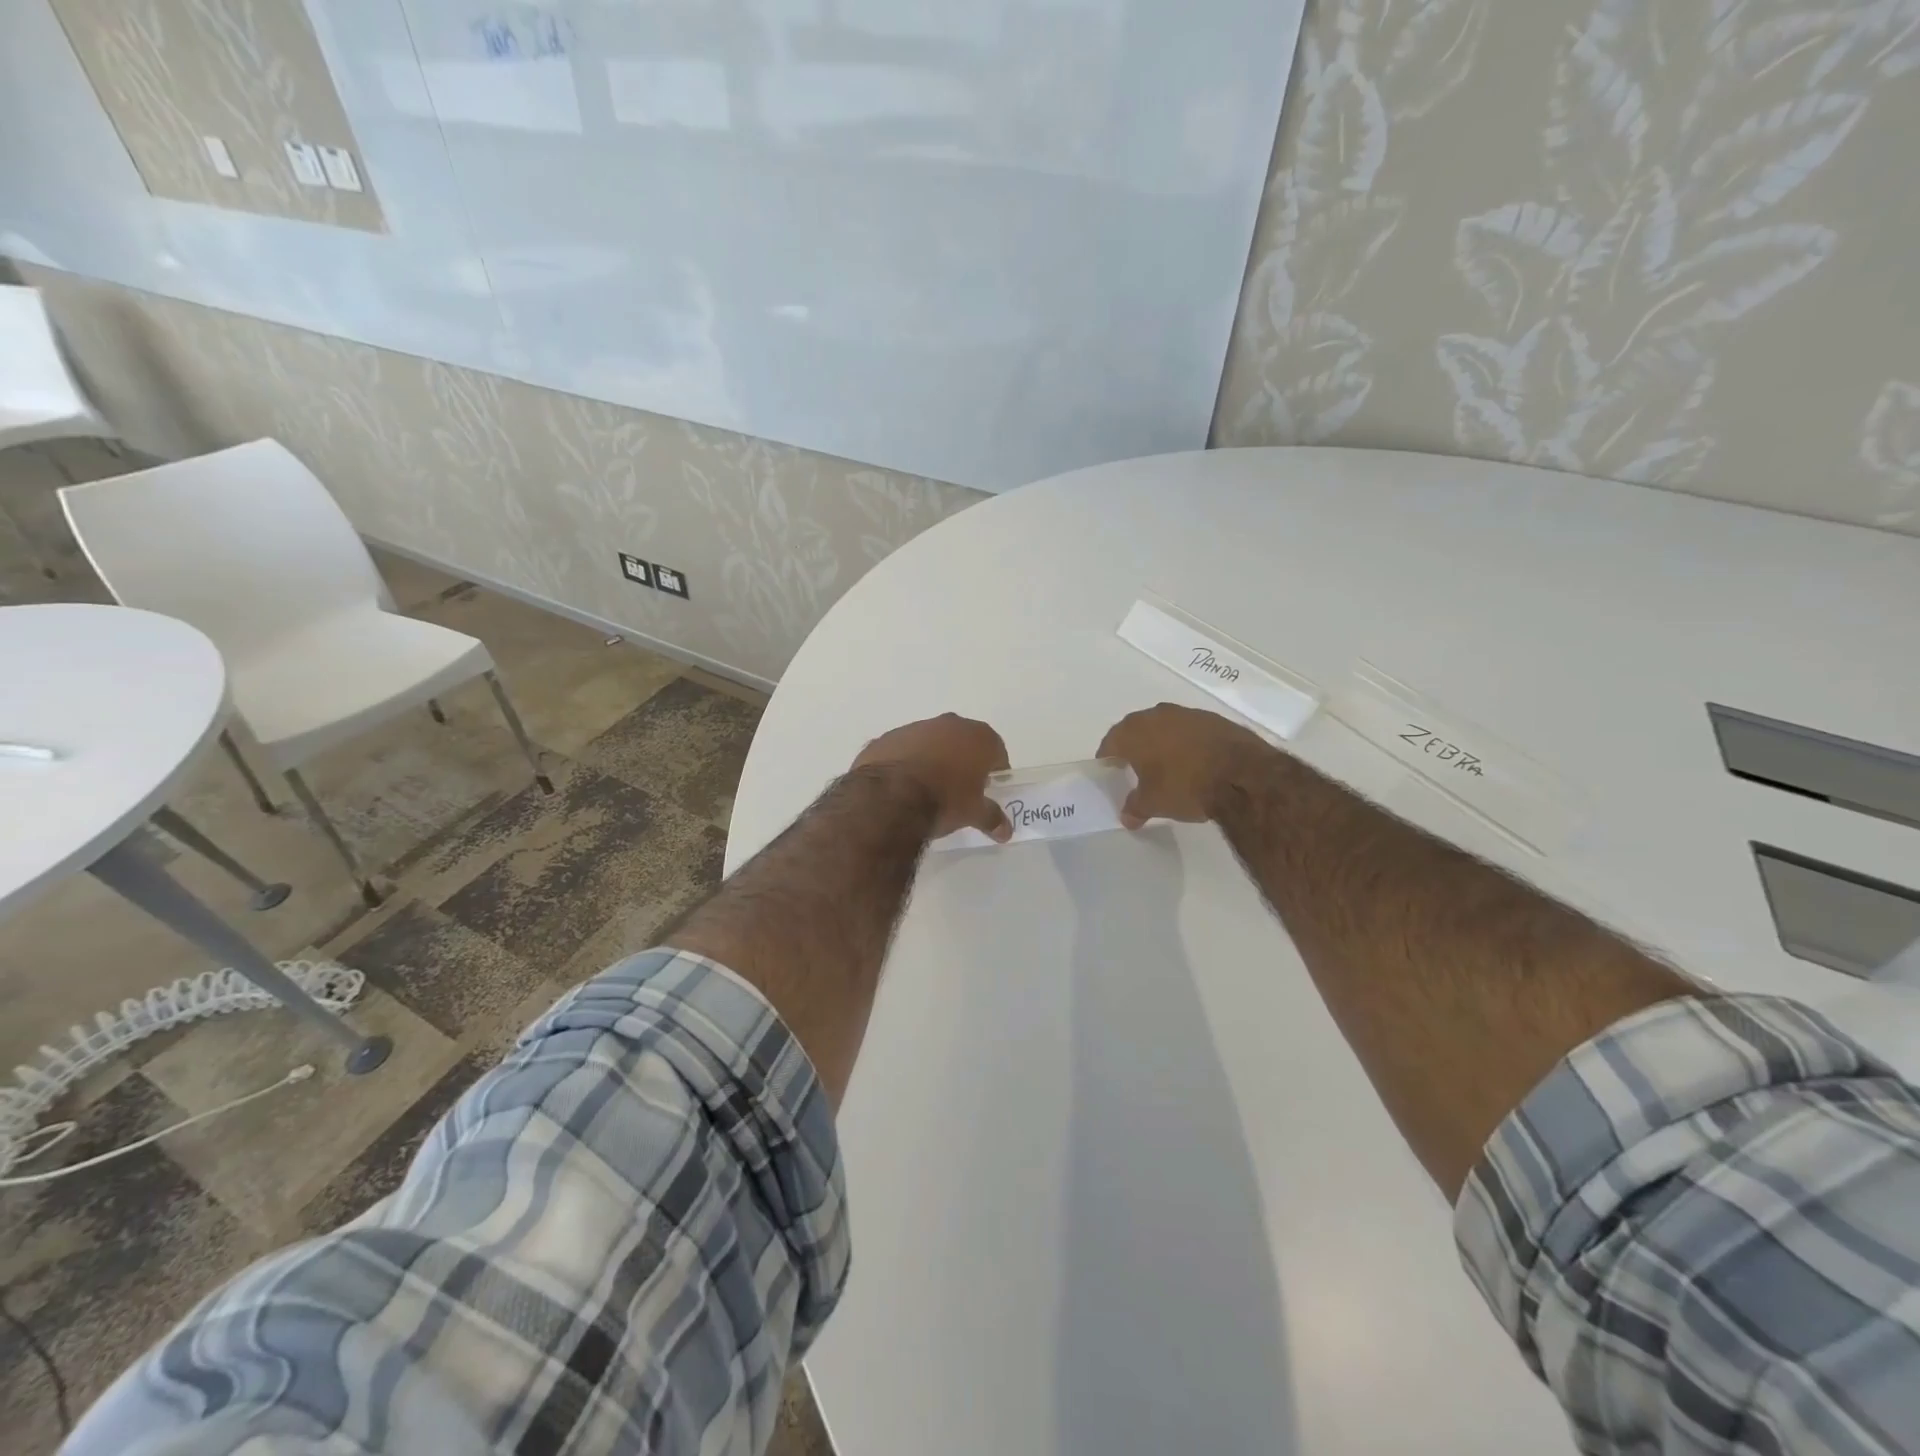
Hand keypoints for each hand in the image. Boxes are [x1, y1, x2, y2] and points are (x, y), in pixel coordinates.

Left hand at [852, 713, 1011, 841]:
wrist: (889, 798)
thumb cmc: (944, 801)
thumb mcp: (973, 813)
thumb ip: (991, 817)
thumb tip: (1006, 831)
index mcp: (978, 737)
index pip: (996, 752)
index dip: (994, 772)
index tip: (988, 790)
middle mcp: (949, 724)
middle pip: (963, 742)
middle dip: (963, 761)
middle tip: (959, 789)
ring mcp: (915, 728)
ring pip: (931, 742)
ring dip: (932, 759)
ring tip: (926, 788)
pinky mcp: (886, 738)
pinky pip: (903, 750)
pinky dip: (905, 762)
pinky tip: (900, 786)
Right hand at [1097, 703, 1271, 828]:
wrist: (1242, 775)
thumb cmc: (1184, 786)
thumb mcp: (1153, 804)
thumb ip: (1135, 808)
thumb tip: (1127, 816)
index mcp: (1135, 731)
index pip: (1111, 742)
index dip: (1108, 758)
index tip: (1110, 771)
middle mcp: (1158, 715)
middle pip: (1137, 730)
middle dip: (1134, 747)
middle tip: (1135, 768)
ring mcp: (1188, 714)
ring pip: (1166, 727)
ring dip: (1162, 743)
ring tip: (1166, 766)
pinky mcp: (1215, 720)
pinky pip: (1191, 731)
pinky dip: (1187, 744)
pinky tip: (1194, 762)